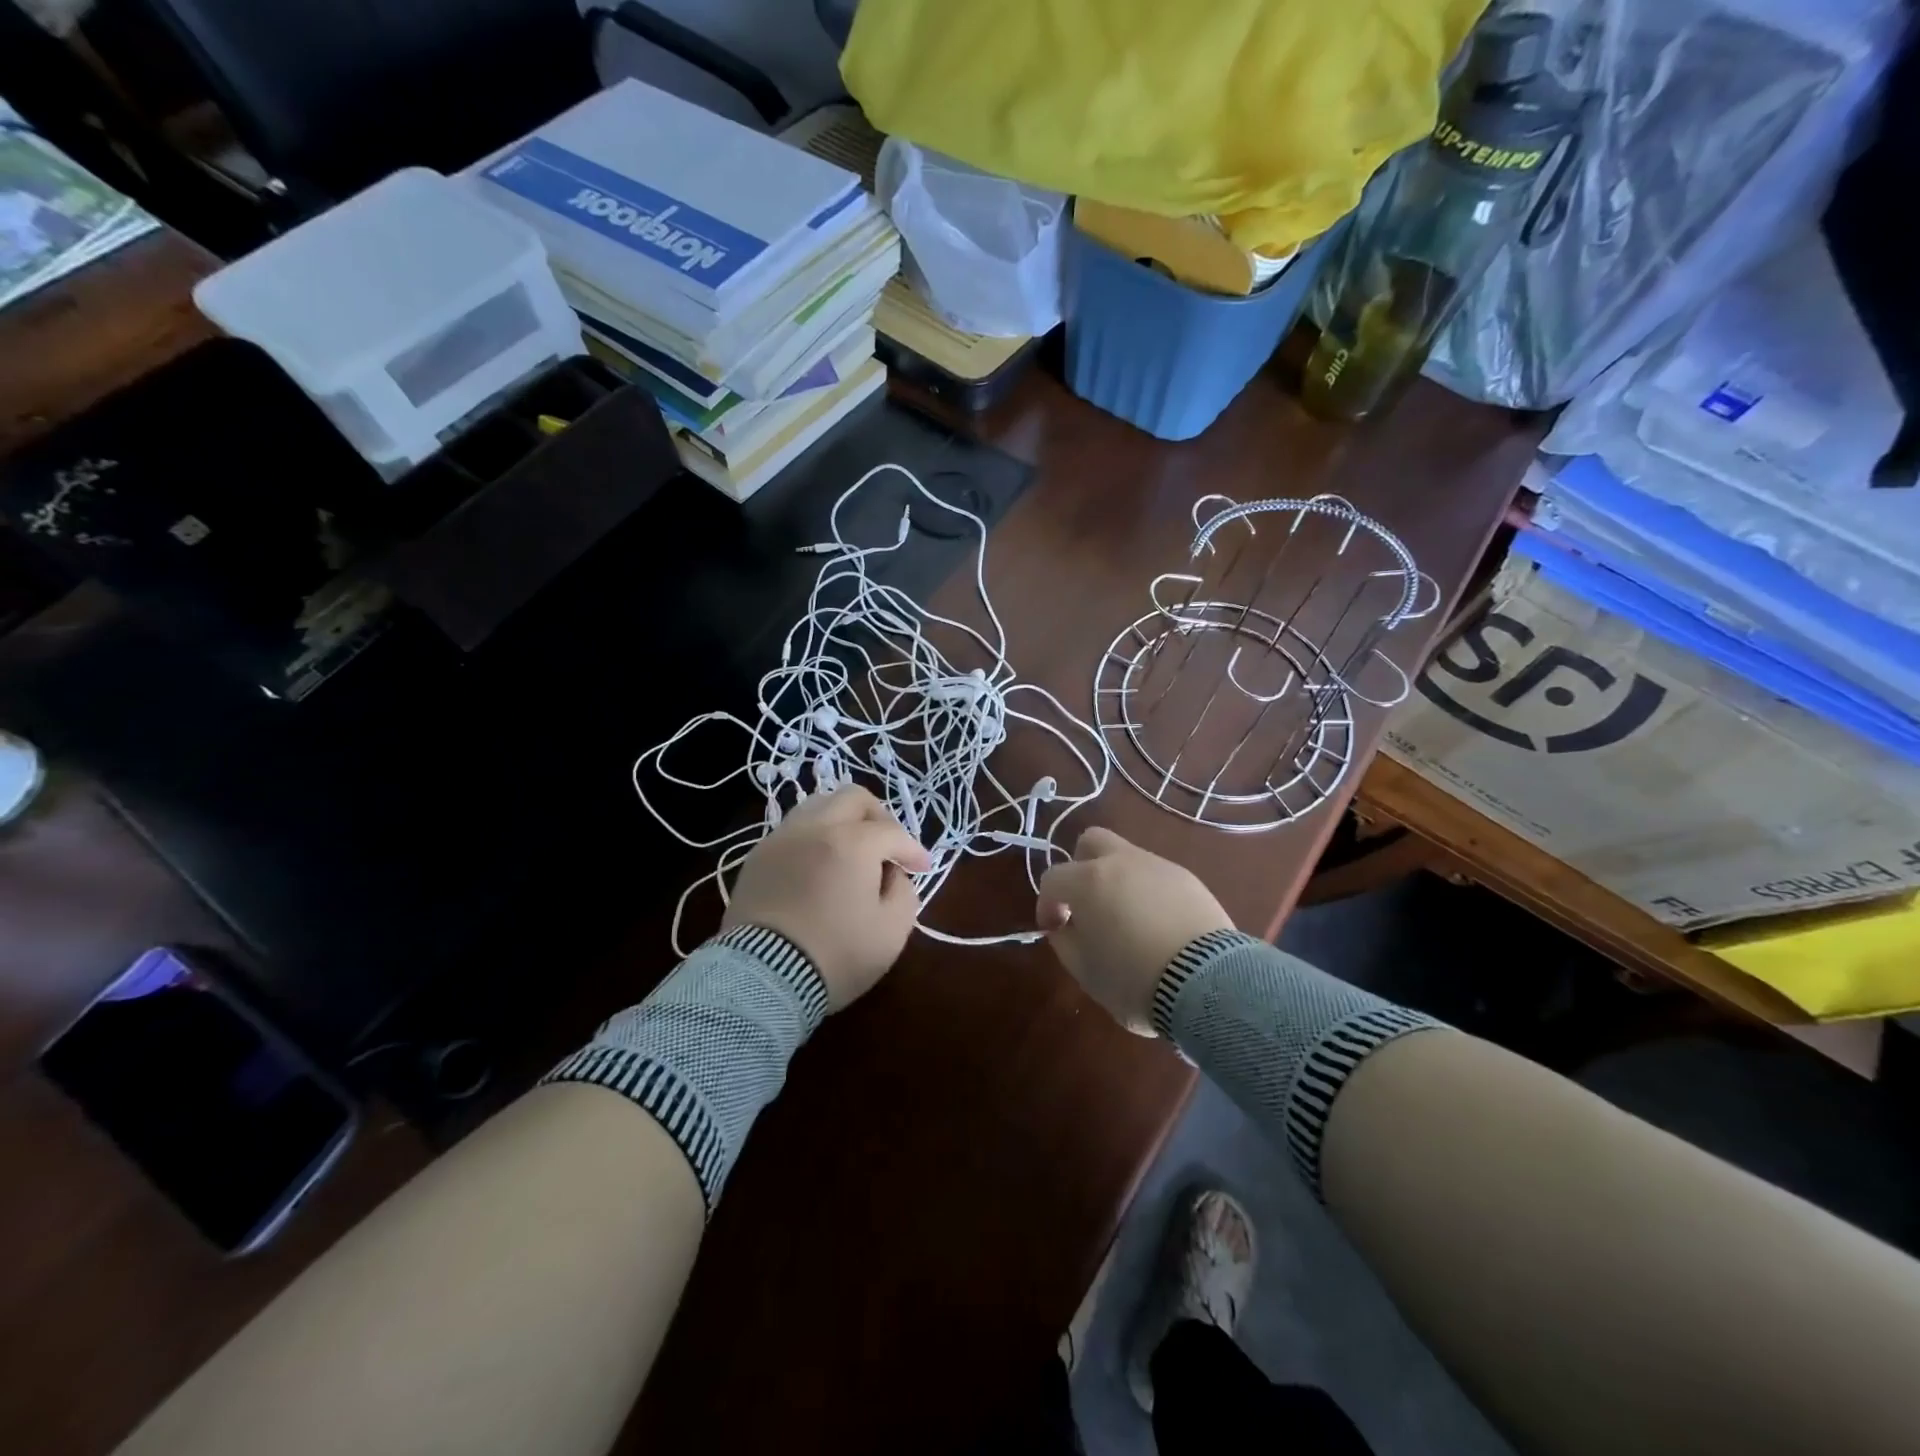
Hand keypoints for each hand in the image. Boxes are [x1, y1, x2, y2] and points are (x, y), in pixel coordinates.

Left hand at [723, 786, 931, 1010]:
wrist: (762, 978)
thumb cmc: (836, 955)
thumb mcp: (892, 932)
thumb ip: (903, 892)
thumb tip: (892, 874)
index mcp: (851, 842)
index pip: (892, 832)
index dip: (913, 849)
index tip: (922, 868)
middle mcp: (815, 828)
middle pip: (852, 799)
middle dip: (878, 817)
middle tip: (888, 845)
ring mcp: (781, 839)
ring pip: (817, 805)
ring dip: (842, 820)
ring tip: (852, 850)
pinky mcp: (757, 857)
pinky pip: (793, 830)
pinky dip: (814, 837)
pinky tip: (820, 865)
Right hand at [1036, 827, 1232, 1033]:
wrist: (1208, 982)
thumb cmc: (1134, 979)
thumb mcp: (1085, 971)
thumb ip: (1065, 941)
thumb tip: (1064, 926)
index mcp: (1089, 881)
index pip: (1053, 878)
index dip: (1048, 904)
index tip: (1055, 929)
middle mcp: (1122, 862)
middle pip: (1091, 842)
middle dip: (1081, 867)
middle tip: (1086, 903)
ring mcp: (1159, 866)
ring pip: (1127, 858)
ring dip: (1118, 881)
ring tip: (1128, 921)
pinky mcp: (1189, 879)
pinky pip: (1157, 877)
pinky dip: (1148, 893)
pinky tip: (1159, 926)